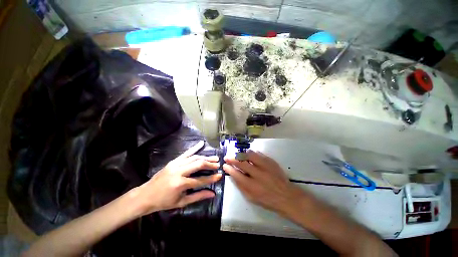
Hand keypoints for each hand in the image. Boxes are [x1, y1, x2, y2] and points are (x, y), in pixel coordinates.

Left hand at [133, 141, 221, 215]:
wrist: (145, 195)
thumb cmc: (164, 201)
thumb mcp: (181, 202)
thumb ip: (198, 196)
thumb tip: (212, 194)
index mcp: (180, 184)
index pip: (200, 180)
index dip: (211, 178)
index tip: (220, 175)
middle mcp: (178, 171)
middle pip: (198, 164)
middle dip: (210, 164)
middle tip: (218, 164)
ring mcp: (175, 164)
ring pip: (194, 157)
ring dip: (205, 157)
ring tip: (214, 158)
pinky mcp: (173, 161)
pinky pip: (186, 153)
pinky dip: (194, 148)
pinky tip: (201, 143)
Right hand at [223, 150, 305, 215]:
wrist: (286, 196)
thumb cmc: (267, 199)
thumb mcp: (251, 198)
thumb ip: (241, 186)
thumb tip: (233, 175)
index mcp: (252, 186)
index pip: (237, 174)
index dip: (229, 168)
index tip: (225, 165)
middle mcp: (258, 174)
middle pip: (242, 163)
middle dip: (232, 159)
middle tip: (227, 157)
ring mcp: (265, 167)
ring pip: (250, 155)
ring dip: (242, 154)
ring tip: (237, 154)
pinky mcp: (271, 162)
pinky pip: (259, 154)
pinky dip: (252, 153)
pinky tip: (248, 154)